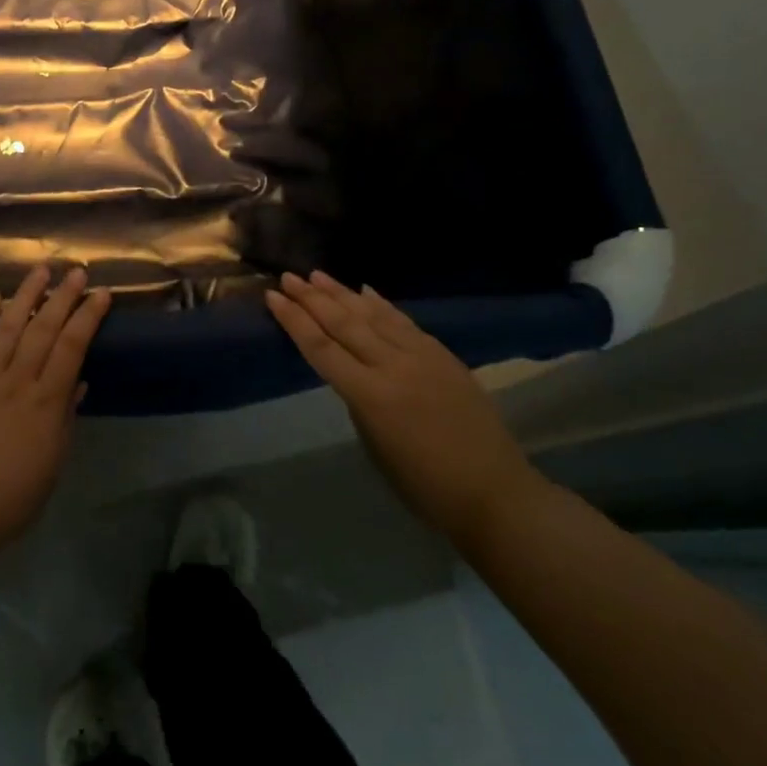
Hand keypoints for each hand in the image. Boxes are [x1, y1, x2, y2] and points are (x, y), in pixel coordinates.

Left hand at [0, 265, 111, 555]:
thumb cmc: (12, 499)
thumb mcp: (53, 463)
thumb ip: (65, 418)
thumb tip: (77, 382)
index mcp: (45, 402)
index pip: (71, 347)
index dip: (88, 317)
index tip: (101, 294)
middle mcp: (15, 381)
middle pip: (42, 329)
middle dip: (62, 297)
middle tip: (75, 271)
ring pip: (6, 328)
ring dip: (24, 296)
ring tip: (39, 271)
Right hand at [265, 271, 538, 544]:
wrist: (493, 491)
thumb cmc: (423, 485)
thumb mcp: (374, 445)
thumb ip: (358, 401)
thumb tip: (352, 371)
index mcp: (370, 396)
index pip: (321, 348)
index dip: (294, 320)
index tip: (273, 297)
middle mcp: (393, 367)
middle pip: (344, 323)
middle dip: (312, 298)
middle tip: (288, 277)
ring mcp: (422, 356)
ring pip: (374, 315)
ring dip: (342, 293)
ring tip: (317, 274)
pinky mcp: (443, 355)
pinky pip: (404, 322)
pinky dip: (382, 304)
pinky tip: (366, 289)